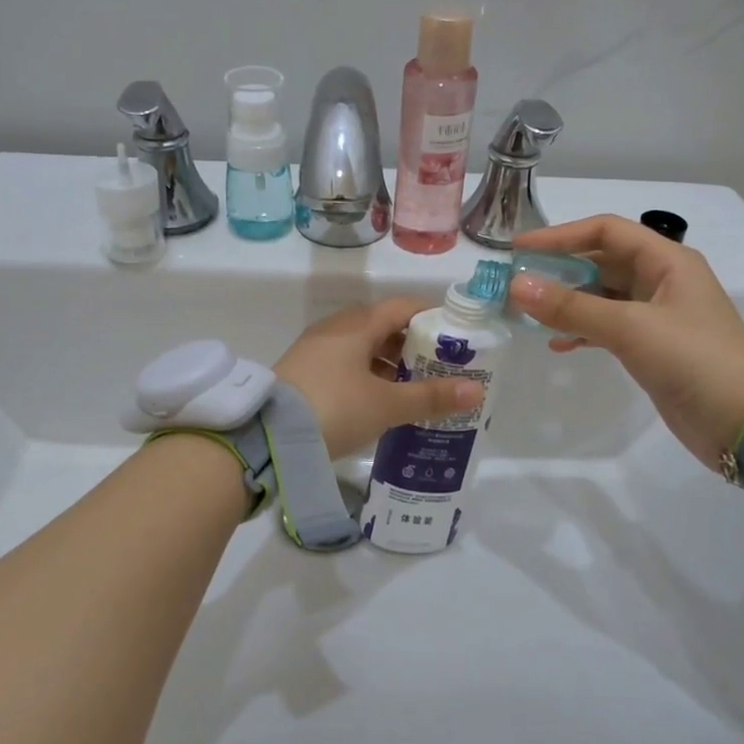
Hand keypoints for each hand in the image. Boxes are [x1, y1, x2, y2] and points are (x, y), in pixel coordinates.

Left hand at [275, 298, 484, 459]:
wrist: (267, 436)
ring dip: (388, 364)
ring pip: (361, 347)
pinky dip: (366, 376)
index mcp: (357, 325)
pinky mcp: (302, 372)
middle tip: (438, 369)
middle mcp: (335, 329)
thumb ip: (430, 397)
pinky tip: (378, 401)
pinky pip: (344, 364)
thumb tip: (476, 390)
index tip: (455, 338)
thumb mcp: (386, 405)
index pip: (402, 307)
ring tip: (413, 389)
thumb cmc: (334, 408)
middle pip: (382, 326)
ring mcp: (314, 350)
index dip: (431, 318)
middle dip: (412, 345)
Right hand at [507, 214, 743, 468]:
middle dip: (558, 269)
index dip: (560, 235)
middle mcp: (661, 281)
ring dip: (566, 302)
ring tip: (527, 313)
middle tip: (515, 282)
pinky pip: (606, 327)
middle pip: (601, 262)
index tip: (518, 248)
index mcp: (666, 261)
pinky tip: (557, 344)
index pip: (605, 231)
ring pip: (601, 296)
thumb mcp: (631, 328)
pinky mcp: (651, 348)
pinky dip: (581, 331)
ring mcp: (656, 316)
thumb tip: (517, 286)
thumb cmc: (694, 360)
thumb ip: (572, 307)